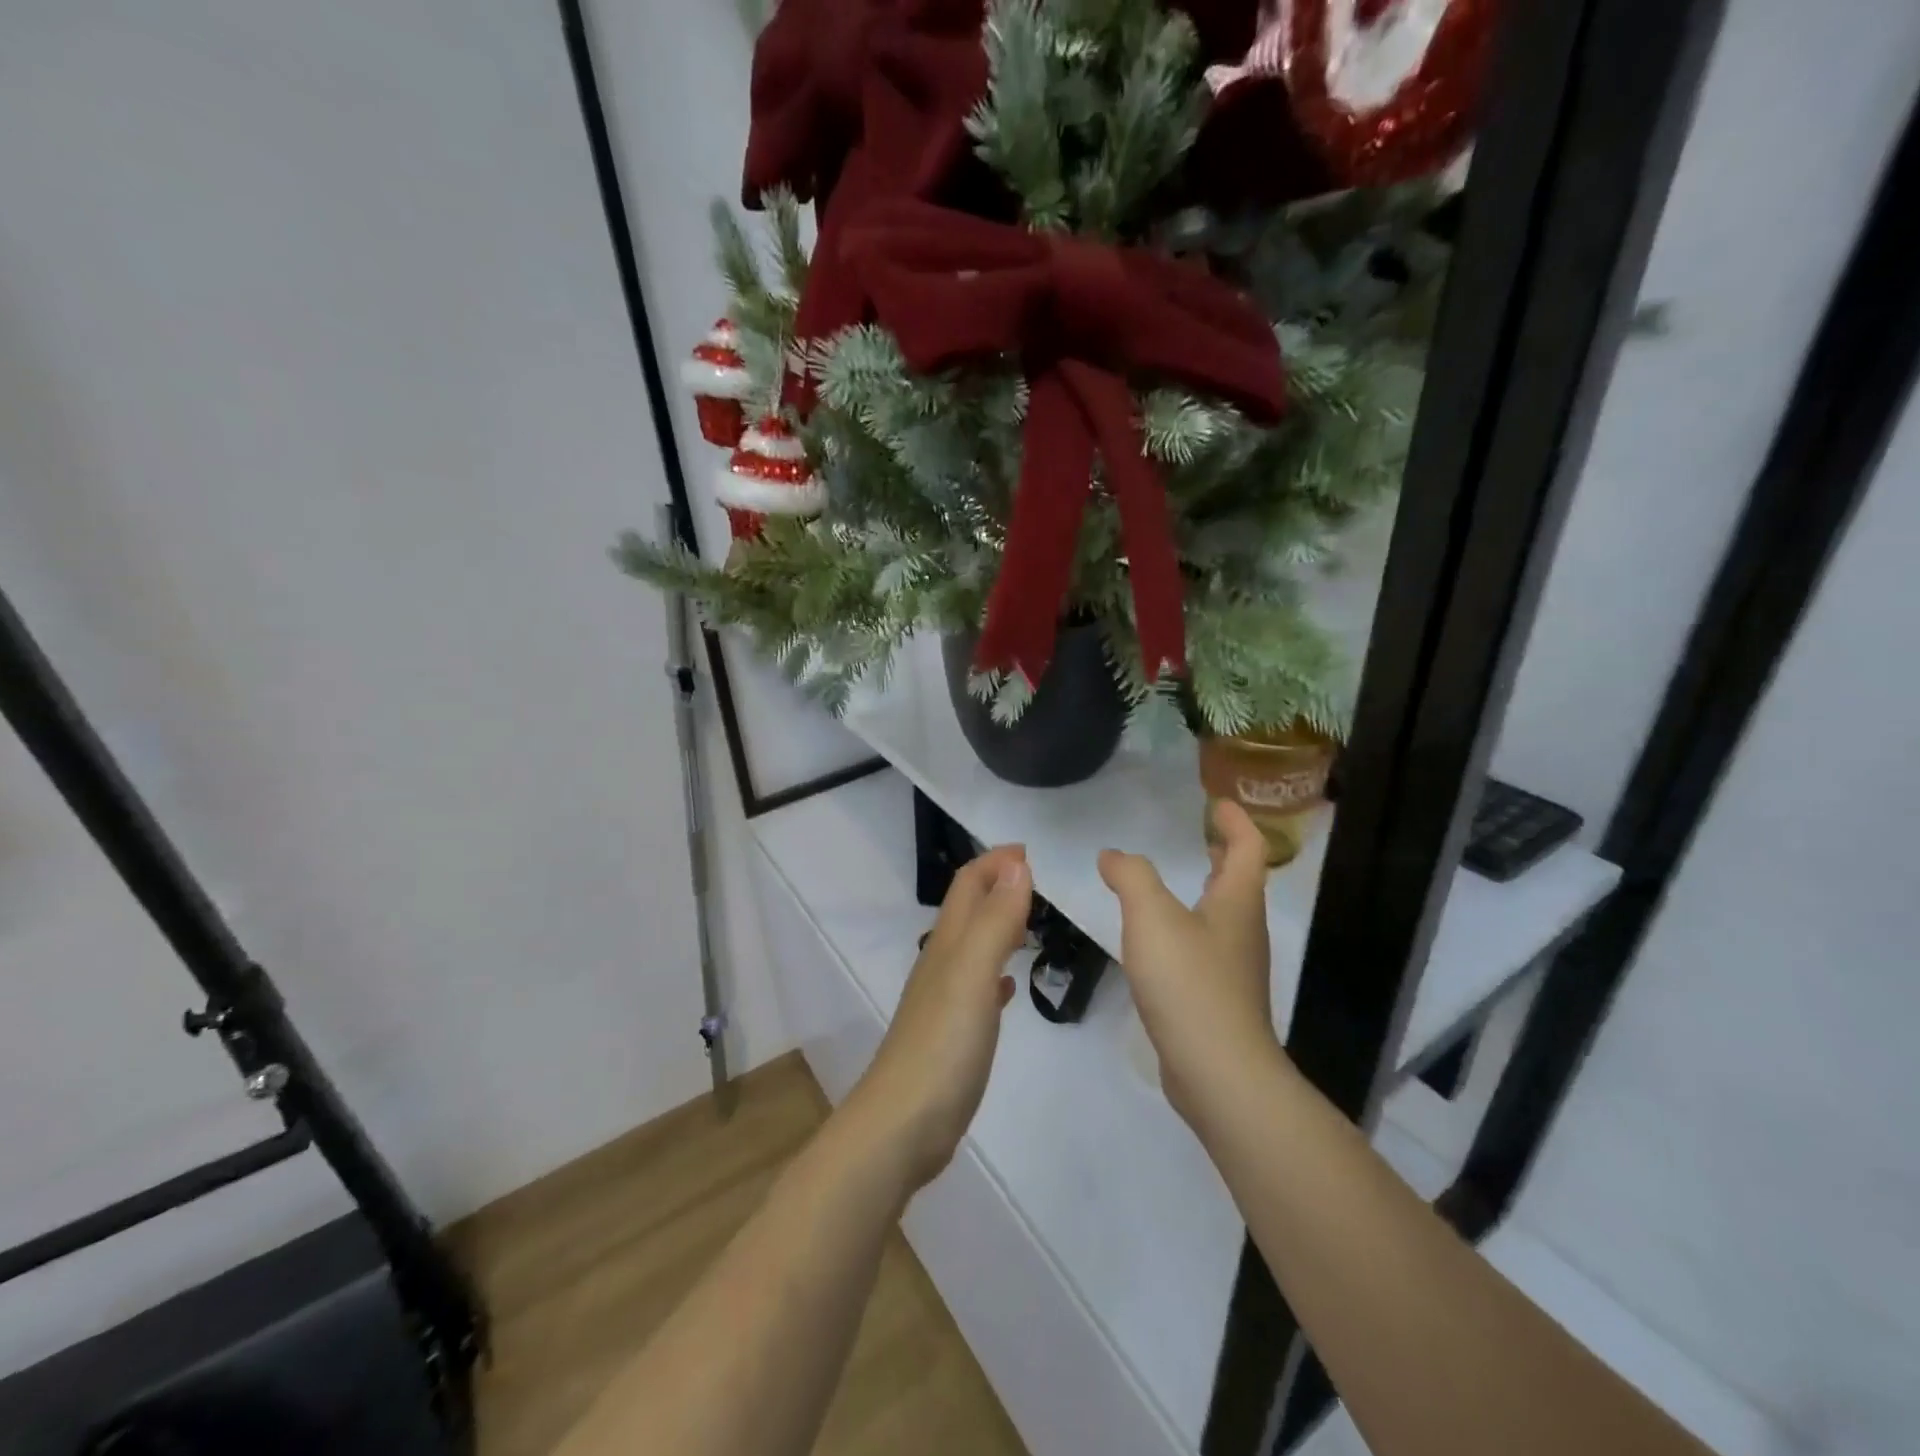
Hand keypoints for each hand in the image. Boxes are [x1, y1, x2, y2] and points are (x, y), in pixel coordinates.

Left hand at [845, 846, 1032, 1192]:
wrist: (902, 1126)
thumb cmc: (942, 1046)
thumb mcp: (973, 974)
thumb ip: (995, 920)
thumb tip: (1016, 864)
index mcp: (948, 944)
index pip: (968, 884)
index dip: (995, 862)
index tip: (1032, 851)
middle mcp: (942, 964)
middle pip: (969, 910)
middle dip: (998, 886)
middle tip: (1040, 883)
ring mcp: (945, 1001)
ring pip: (973, 946)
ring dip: (999, 926)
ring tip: (1032, 923)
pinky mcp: (952, 1035)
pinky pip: (977, 989)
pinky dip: (996, 975)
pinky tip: (1009, 987)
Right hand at [1099, 800, 1281, 1127]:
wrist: (1218, 1073)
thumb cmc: (1189, 983)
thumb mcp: (1152, 917)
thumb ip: (1131, 877)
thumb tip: (1113, 855)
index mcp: (1237, 903)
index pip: (1247, 848)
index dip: (1236, 821)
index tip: (1217, 802)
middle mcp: (1243, 931)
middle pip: (1241, 881)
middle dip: (1224, 854)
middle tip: (1202, 836)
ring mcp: (1234, 968)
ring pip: (1224, 915)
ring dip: (1207, 890)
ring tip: (1175, 881)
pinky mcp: (1218, 999)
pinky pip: (1206, 947)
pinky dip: (1189, 927)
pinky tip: (1160, 940)